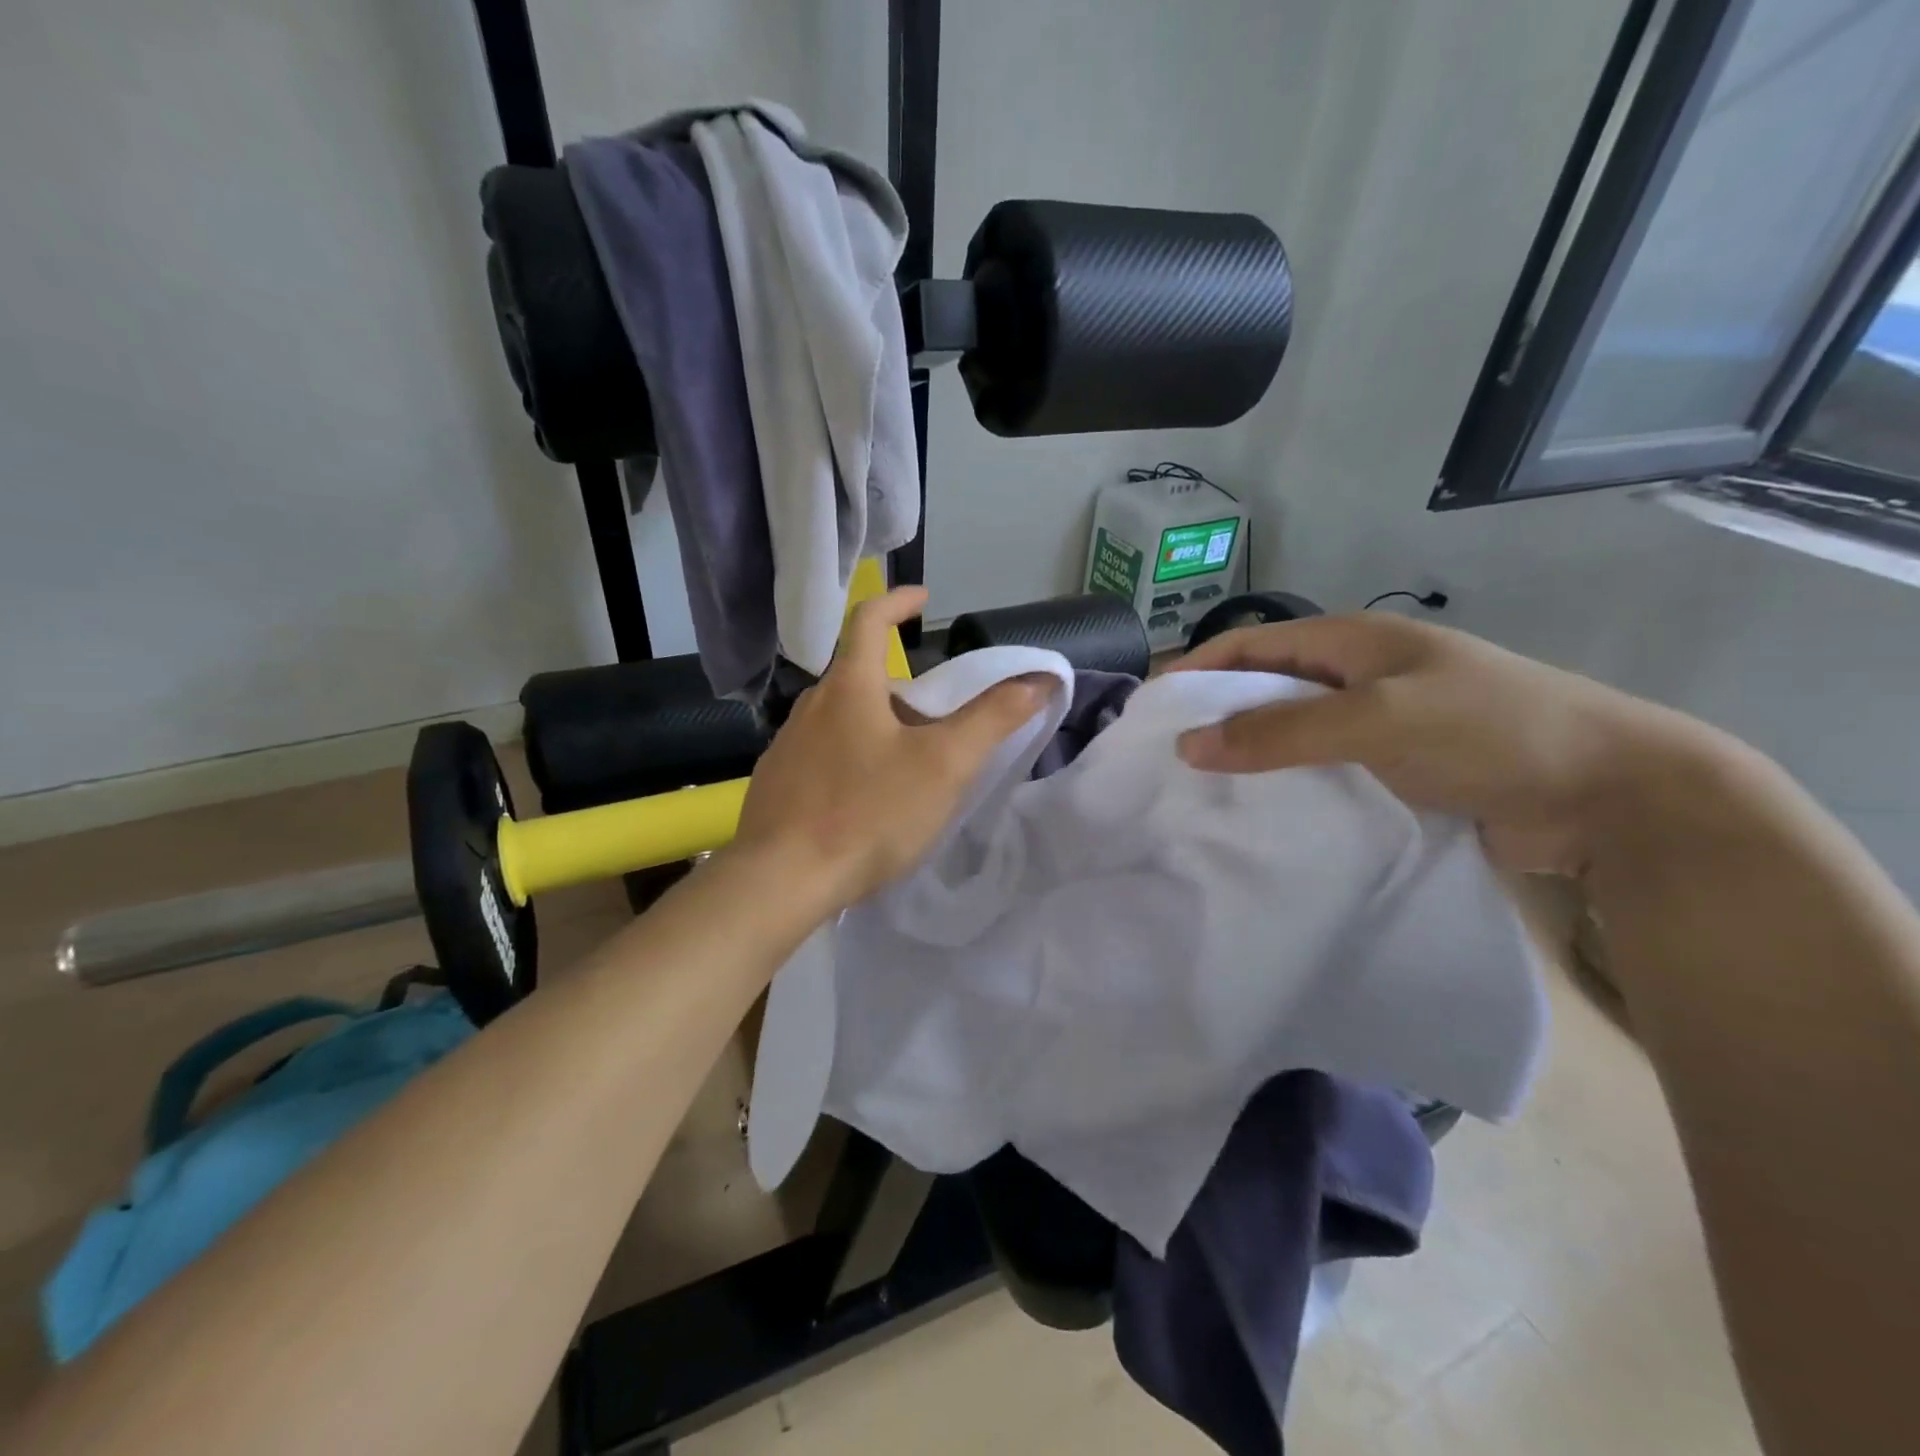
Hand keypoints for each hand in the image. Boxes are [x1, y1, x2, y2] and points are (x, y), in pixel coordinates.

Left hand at [734, 587, 1048, 908]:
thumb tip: (1038, 679)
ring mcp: (785, 748)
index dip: (896, 600)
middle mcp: (810, 708)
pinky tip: (863, 801)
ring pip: (839, 720)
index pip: (867, 619)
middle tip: (935, 719)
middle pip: (858, 677)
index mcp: (848, 688)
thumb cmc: (869, 813)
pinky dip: (849, 760)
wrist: (781, 880)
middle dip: (900, 687)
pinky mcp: (775, 786)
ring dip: (874, 725)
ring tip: (905, 764)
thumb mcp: (944, 765)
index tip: (923, 600)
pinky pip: (819, 756)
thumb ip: (992, 719)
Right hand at [1171, 614, 1716, 873]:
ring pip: (1292, 734)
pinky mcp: (1396, 770)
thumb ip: (1281, 731)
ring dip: (1250, 755)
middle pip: (1266, 688)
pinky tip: (1261, 813)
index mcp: (1354, 642)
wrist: (1611, 794)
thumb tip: (1188, 745)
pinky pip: (1323, 771)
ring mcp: (1379, 724)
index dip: (1196, 670)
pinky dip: (1288, 786)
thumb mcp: (1378, 721)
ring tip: (1199, 790)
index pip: (1251, 644)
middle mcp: (1359, 676)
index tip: (1148, 709)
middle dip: (1216, 715)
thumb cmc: (1491, 732)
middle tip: (1165, 756)